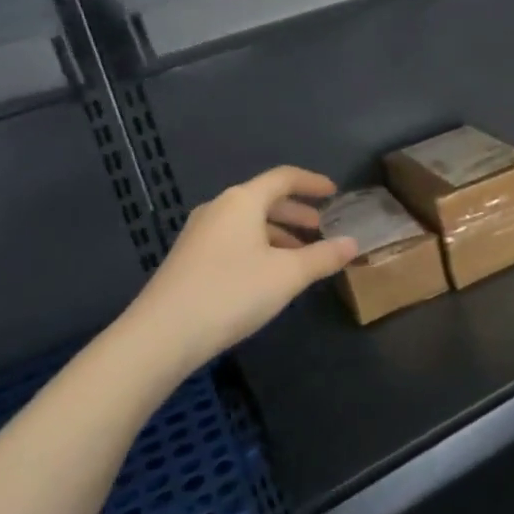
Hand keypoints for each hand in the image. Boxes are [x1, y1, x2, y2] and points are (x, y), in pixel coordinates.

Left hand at [120, 167, 357, 367]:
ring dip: (278, 233)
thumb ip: (323, 256)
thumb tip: (353, 243)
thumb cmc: (231, 292)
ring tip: (300, 255)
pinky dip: (258, 247)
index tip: (334, 192)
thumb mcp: (288, 275)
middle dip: (296, 212)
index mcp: (242, 201)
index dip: (312, 182)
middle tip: (321, 228)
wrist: (160, 336)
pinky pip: (233, 240)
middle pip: (264, 199)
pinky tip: (268, 274)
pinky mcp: (188, 259)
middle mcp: (219, 209)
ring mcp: (199, 234)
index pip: (284, 178)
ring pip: (248, 223)